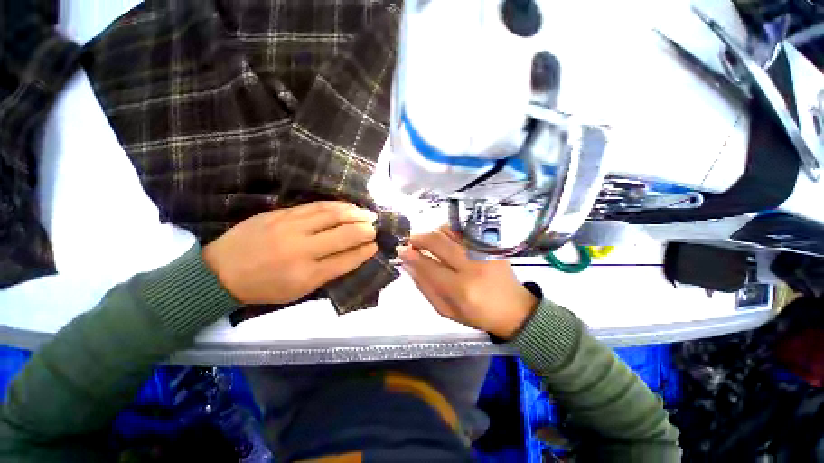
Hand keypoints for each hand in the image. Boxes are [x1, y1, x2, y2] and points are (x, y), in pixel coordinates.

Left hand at [203, 201, 378, 304]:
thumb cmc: (264, 287)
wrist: (220, 271)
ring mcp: (291, 228)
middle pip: (344, 235)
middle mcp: (302, 250)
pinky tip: (348, 206)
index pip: (346, 260)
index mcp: (307, 275)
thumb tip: (353, 255)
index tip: (375, 246)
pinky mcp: (281, 214)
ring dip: (355, 213)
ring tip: (368, 214)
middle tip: (375, 228)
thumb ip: (328, 273)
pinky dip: (337, 205)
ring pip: (333, 215)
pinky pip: (316, 206)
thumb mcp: (298, 291)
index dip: (364, 251)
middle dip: (365, 230)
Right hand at [399, 227, 538, 339]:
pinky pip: (462, 231)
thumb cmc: (478, 314)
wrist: (515, 309)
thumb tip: (408, 266)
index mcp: (460, 289)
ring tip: (428, 242)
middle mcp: (471, 266)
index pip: (429, 266)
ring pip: (449, 231)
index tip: (401, 250)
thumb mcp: (447, 310)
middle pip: (438, 242)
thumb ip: (425, 287)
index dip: (412, 256)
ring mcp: (482, 252)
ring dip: (433, 233)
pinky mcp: (489, 245)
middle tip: (411, 241)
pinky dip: (448, 232)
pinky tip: (445, 240)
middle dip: (419, 238)